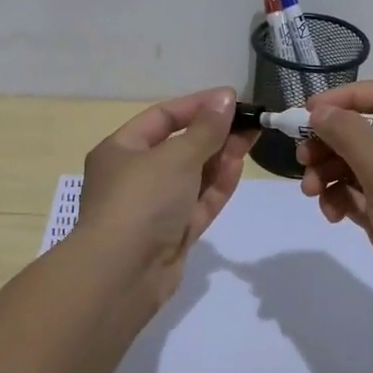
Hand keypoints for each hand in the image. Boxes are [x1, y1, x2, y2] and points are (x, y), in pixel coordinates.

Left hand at [72, 87, 254, 298]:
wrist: (122, 275)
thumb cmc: (142, 200)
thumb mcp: (176, 155)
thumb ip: (206, 128)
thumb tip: (225, 97)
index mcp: (121, 149)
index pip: (163, 117)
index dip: (197, 105)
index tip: (232, 99)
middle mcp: (134, 176)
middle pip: (180, 146)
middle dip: (214, 133)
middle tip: (250, 122)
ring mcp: (153, 208)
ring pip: (192, 176)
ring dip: (219, 158)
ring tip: (251, 140)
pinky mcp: (171, 235)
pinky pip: (197, 203)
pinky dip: (216, 186)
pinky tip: (238, 167)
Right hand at [296, 79, 372, 340]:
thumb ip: (351, 137)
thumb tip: (318, 110)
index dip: (346, 98)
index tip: (309, 112)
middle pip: (363, 131)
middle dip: (329, 141)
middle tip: (302, 157)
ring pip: (354, 165)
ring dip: (327, 172)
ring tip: (310, 190)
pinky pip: (354, 195)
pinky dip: (338, 198)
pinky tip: (330, 214)